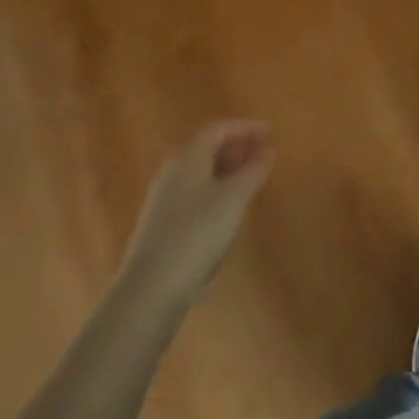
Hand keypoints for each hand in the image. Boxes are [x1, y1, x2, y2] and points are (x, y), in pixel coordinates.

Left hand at [120, 121, 273, 307]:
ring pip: (198, 175)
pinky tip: (225, 212)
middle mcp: (171, 173)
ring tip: (248, 182)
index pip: (218, 130)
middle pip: (206, 150)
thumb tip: (268, 150)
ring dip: (225, 172)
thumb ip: (254, 169)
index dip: (245, 127)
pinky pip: (191, 196)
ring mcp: (161, 201)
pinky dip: (213, 192)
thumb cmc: (198, 234)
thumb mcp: (235, 197)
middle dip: (235, 149)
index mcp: (188, 158)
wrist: (149, 291)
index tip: (269, 132)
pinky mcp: (157, 228)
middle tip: (261, 155)